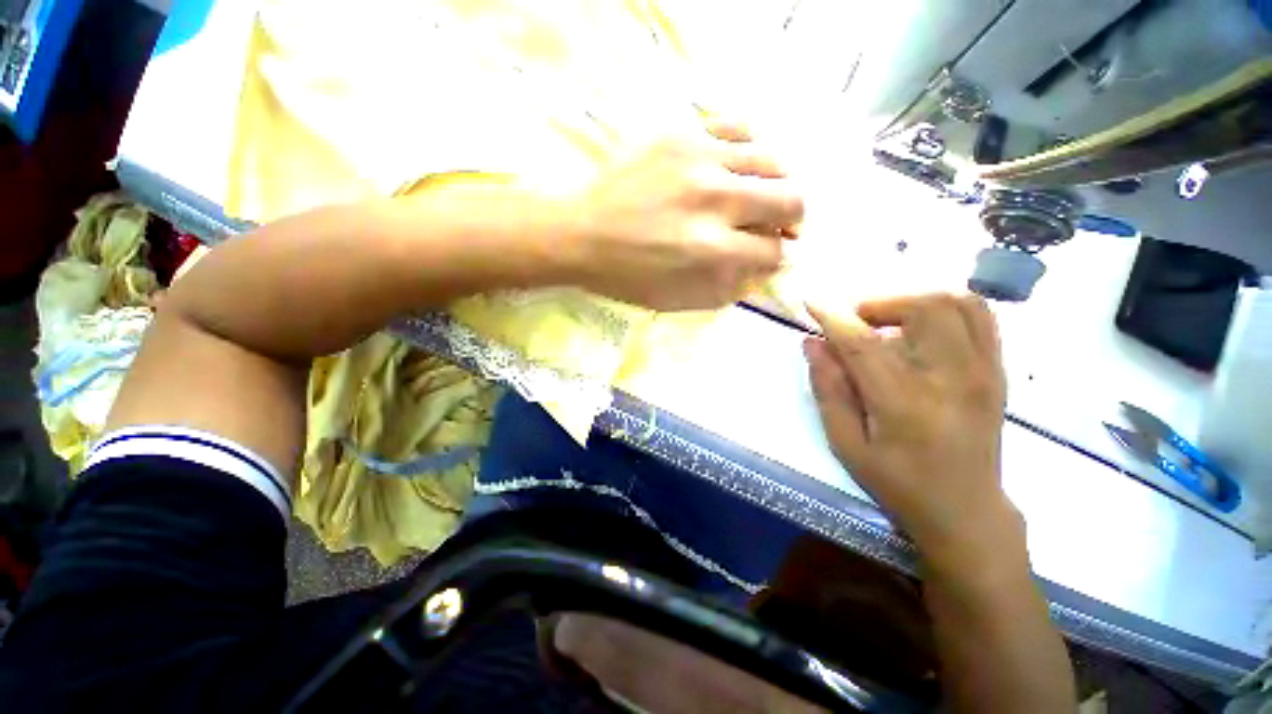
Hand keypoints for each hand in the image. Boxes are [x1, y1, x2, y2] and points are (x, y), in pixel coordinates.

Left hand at [566, 124, 802, 310]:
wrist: (579, 234)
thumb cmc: (626, 276)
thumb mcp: (677, 299)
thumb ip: (726, 289)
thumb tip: (762, 270)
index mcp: (710, 249)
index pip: (773, 252)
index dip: (779, 259)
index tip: (774, 257)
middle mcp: (714, 200)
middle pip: (790, 201)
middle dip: (794, 221)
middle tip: (782, 227)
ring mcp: (699, 159)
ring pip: (773, 160)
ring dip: (778, 184)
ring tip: (763, 196)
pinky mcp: (682, 134)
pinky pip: (738, 127)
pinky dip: (749, 148)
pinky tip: (739, 165)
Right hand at [805, 294, 1018, 563]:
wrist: (966, 511)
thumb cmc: (897, 483)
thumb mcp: (846, 444)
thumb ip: (828, 390)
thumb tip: (812, 344)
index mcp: (904, 403)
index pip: (864, 343)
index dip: (833, 317)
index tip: (811, 301)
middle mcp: (951, 378)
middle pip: (921, 309)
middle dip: (878, 304)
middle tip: (855, 323)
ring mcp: (983, 371)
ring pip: (955, 303)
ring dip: (912, 302)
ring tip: (888, 322)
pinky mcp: (997, 371)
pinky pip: (980, 316)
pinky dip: (947, 307)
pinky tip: (922, 327)